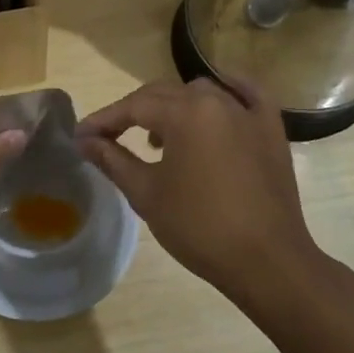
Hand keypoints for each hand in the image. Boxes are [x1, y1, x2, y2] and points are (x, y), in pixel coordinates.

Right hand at [77, 77, 346, 310]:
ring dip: (174, 106)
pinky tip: (218, 98)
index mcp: (185, 113)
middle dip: (133, 112)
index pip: (134, 106)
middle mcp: (217, 101)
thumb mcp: (146, 194)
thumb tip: (84, 141)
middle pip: (165, 94)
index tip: (81, 136)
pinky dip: (229, 91)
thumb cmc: (199, 228)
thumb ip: (112, 159)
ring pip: (201, 93)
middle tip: (109, 137)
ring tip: (158, 139)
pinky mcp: (272, 130)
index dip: (104, 120)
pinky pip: (248, 95)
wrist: (267, 261)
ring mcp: (249, 113)